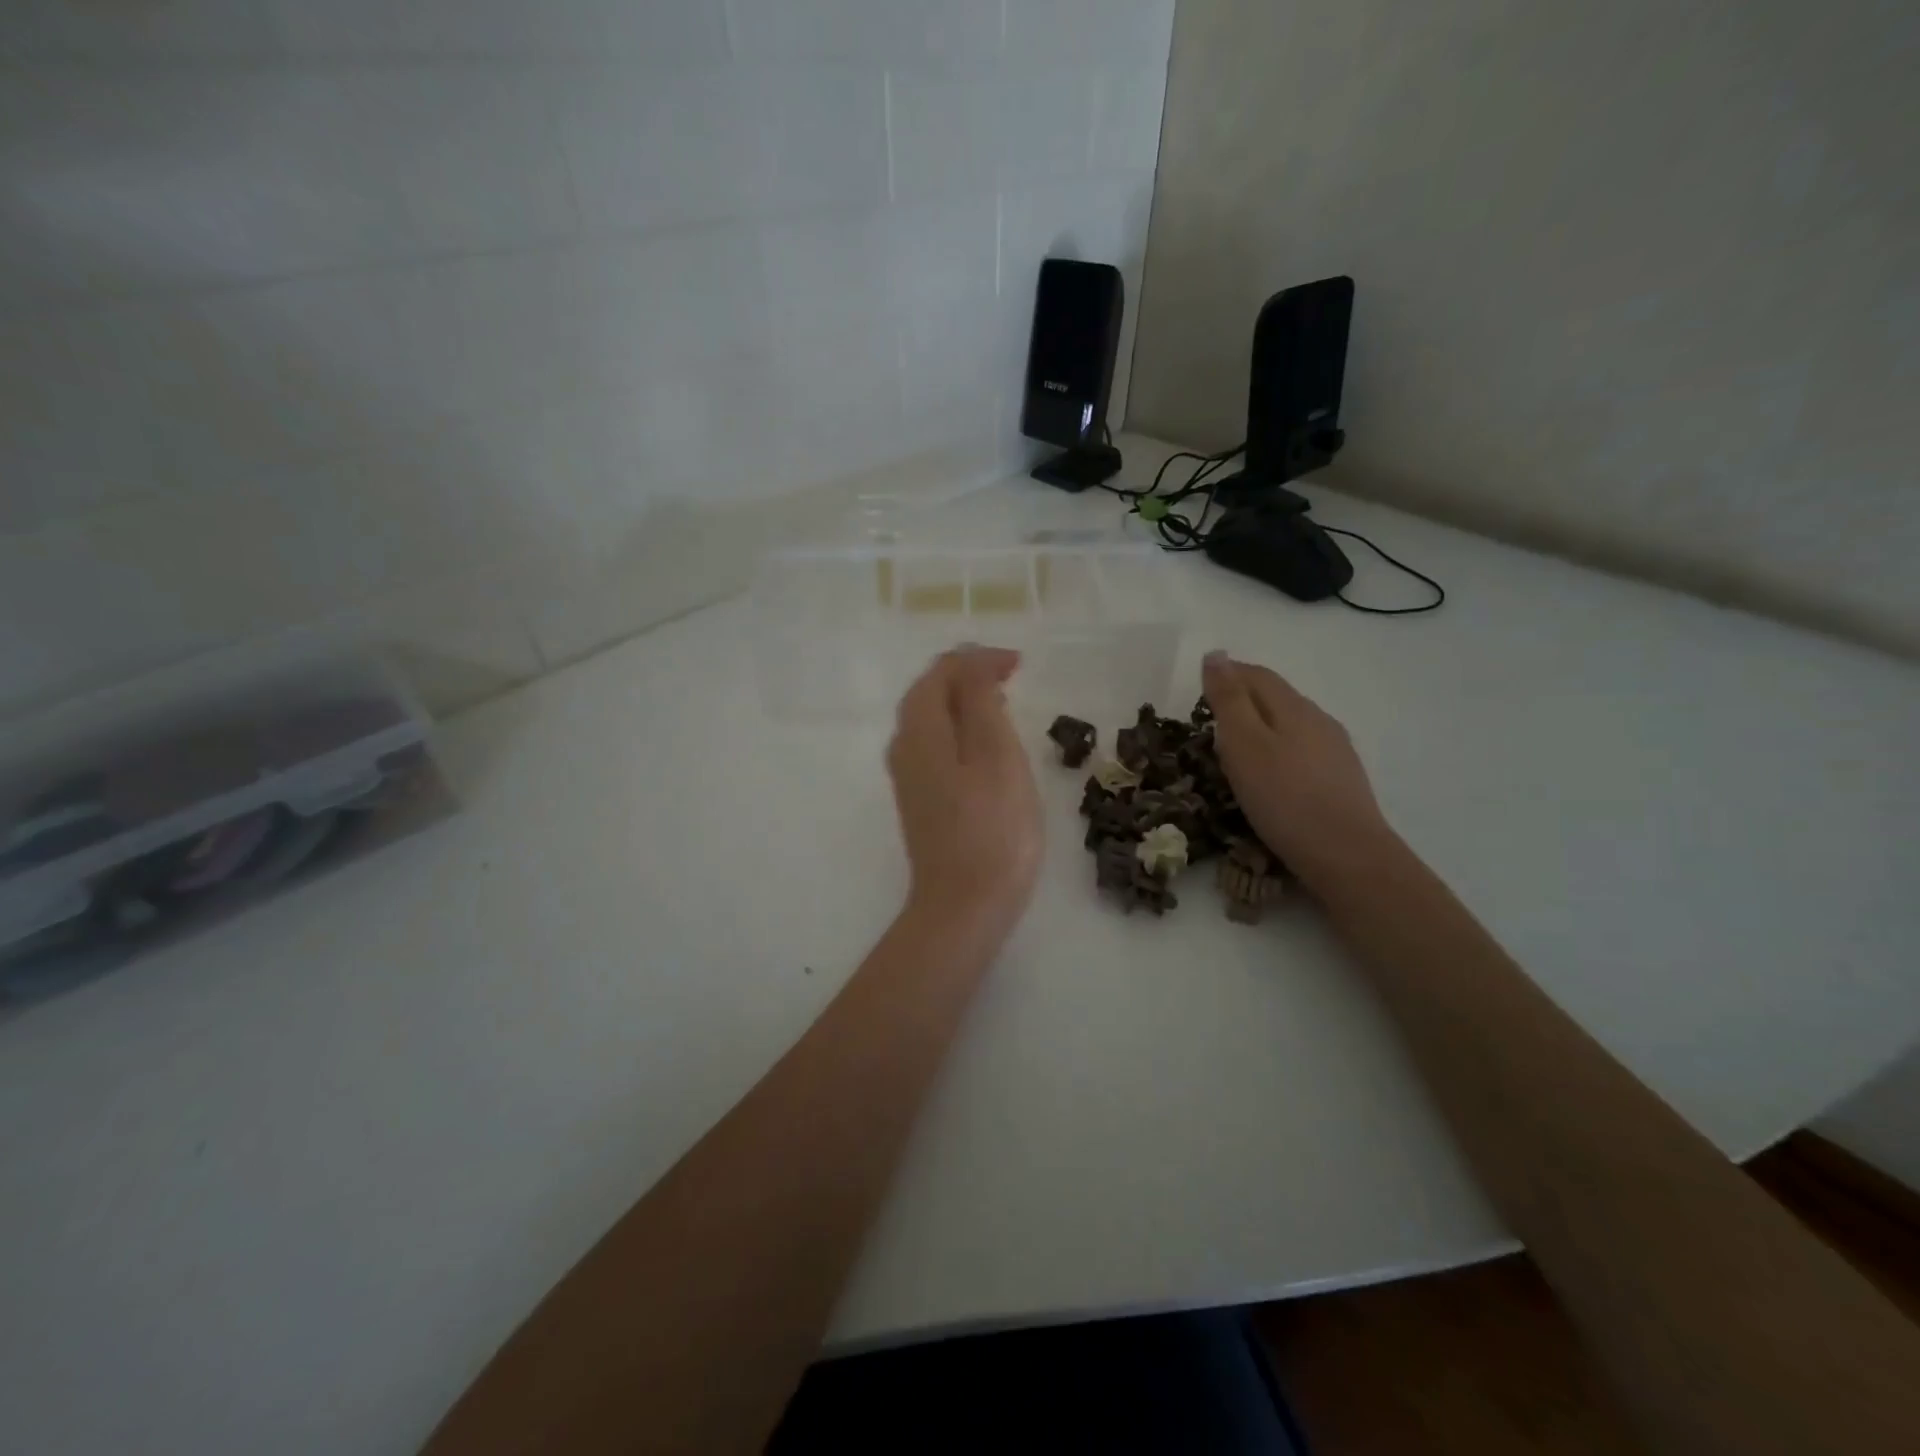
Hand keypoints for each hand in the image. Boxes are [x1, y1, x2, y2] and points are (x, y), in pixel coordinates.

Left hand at [887, 647, 1042, 937]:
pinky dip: (959, 729)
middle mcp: (903, 746)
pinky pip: (935, 745)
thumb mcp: (996, 754)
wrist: (963, 906)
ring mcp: (907, 776)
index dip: (979, 659)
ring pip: (931, 719)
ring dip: (963, 701)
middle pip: (929, 692)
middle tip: (1010, 675)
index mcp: (920, 729)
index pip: (942, 671)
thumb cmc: (992, 829)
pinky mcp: (919, 800)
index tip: (1019, 664)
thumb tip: (972, 667)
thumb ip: (980, 702)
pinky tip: (984, 743)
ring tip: (1002, 700)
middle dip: (968, 675)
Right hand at [1202, 651, 1395, 892]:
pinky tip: (1271, 776)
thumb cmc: (1284, 797)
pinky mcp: (1341, 780)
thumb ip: (1229, 699)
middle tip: (1210, 720)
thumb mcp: (1244, 744)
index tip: (1198, 689)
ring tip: (1235, 750)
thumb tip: (1216, 654)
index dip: (1226, 674)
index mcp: (1293, 707)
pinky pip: (1302, 751)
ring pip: (1290, 724)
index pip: (1256, 675)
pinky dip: (1278, 751)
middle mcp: (1319, 720)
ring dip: (1261, 726)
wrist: (1347, 856)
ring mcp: (1335, 750)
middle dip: (1242, 699)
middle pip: (1276, 697)